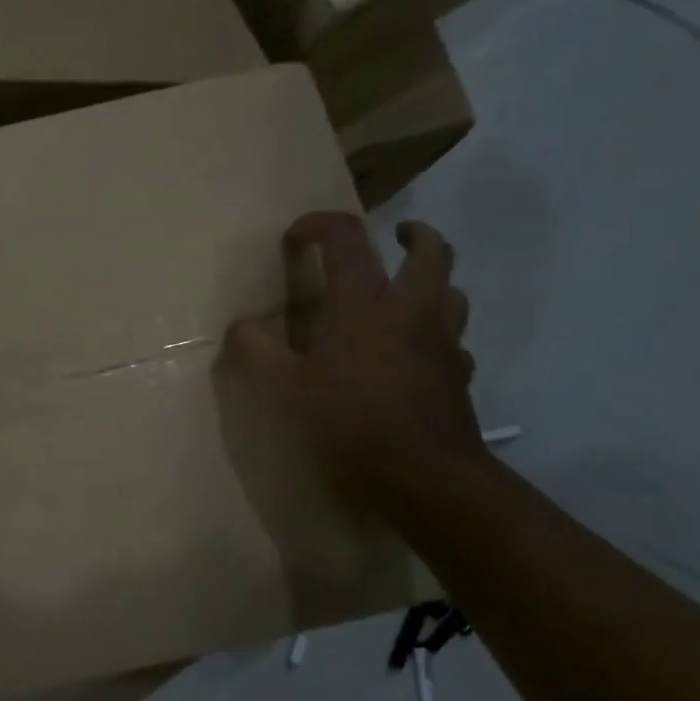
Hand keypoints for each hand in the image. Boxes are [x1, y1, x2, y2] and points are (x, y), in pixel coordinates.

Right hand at [215, 213, 483, 512]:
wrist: (425, 476)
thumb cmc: (348, 423)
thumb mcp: (282, 389)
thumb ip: (255, 349)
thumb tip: (240, 325)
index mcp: (364, 302)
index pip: (346, 237)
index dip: (318, 223)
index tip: (296, 235)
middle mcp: (411, 310)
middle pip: (431, 250)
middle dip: (413, 235)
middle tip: (393, 237)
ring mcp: (443, 342)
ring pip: (452, 290)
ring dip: (431, 280)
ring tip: (405, 293)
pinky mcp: (459, 375)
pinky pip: (454, 339)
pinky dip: (435, 333)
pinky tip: (415, 353)